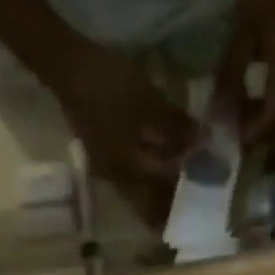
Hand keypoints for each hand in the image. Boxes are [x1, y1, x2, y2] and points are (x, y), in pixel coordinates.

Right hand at [49, 44, 198, 226]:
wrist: (67, 67)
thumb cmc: (109, 84)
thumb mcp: (148, 101)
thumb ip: (176, 124)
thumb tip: (203, 139)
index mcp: (129, 167)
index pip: (165, 184)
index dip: (187, 181)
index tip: (207, 182)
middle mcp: (117, 177)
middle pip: (148, 201)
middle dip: (168, 207)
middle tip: (190, 208)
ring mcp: (106, 169)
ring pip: (137, 193)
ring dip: (156, 198)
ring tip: (175, 198)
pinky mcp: (101, 156)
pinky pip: (129, 179)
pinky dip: (144, 181)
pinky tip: (154, 175)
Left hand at [214, 0, 274, 147]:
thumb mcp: (242, 34)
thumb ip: (230, 75)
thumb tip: (217, 112)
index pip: (268, 122)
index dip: (245, 137)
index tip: (221, 141)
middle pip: (274, 125)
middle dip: (247, 132)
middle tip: (219, 132)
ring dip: (253, 121)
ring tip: (226, 117)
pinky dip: (260, 107)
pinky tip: (241, 101)